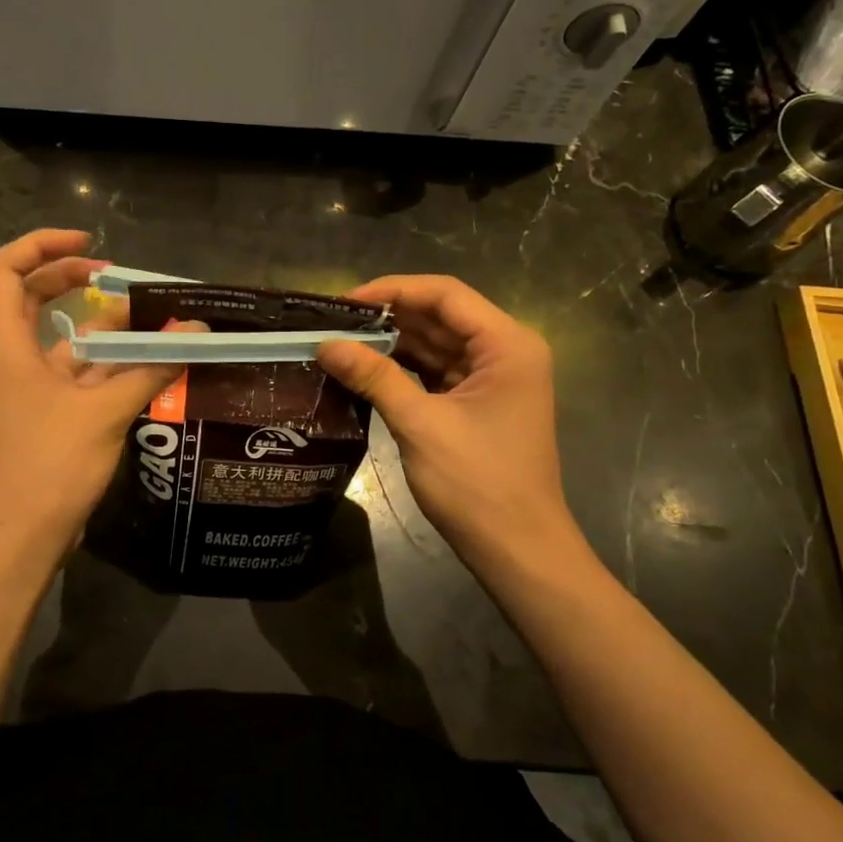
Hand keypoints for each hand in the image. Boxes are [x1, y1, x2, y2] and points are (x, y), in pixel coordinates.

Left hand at [0, 229, 186, 549]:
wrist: (23, 536)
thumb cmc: (50, 464)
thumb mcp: (104, 411)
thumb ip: (150, 367)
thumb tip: (194, 332)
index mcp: (8, 344)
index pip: (5, 269)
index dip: (43, 245)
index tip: (91, 246)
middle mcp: (14, 357)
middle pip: (32, 295)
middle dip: (74, 279)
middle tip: (117, 277)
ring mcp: (31, 386)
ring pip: (64, 337)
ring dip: (105, 328)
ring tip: (153, 322)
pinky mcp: (49, 412)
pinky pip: (80, 373)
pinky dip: (112, 365)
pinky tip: (151, 366)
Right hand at [317, 276, 579, 579]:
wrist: (518, 550)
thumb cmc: (478, 483)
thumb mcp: (421, 424)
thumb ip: (374, 377)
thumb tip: (325, 344)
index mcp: (507, 345)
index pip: (445, 295)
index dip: (393, 290)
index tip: (345, 301)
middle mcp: (505, 352)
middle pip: (440, 317)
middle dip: (388, 317)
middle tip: (333, 322)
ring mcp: (492, 379)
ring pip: (435, 345)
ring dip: (392, 344)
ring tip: (340, 342)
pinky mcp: (477, 404)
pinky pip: (435, 372)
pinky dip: (402, 370)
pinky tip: (365, 370)